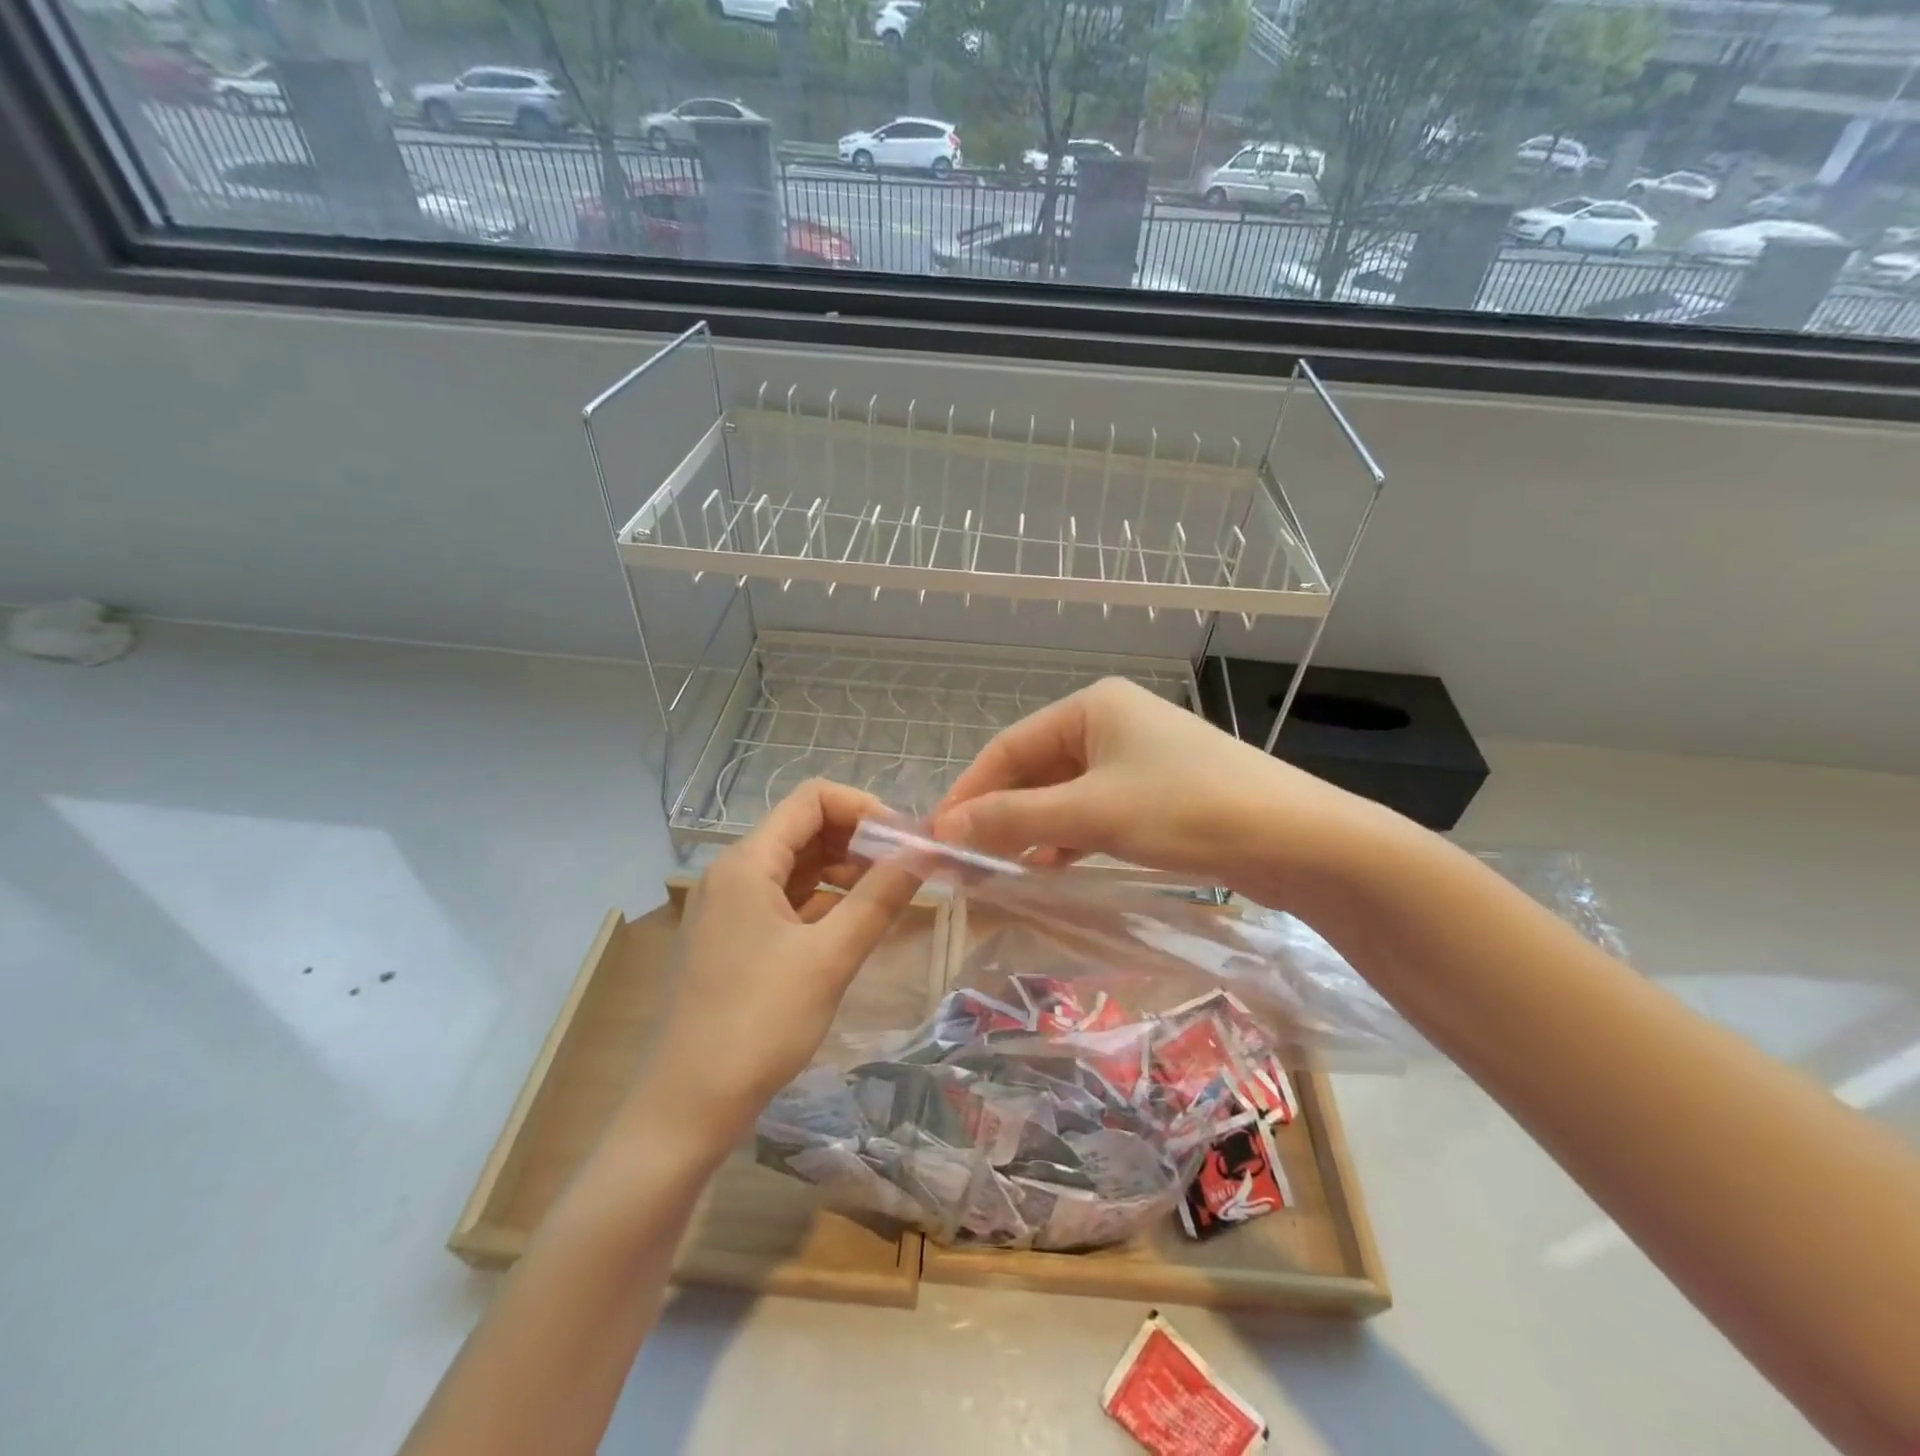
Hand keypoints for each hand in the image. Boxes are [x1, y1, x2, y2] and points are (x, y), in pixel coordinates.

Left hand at [636, 781, 920, 1151]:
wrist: (688, 1106)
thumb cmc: (759, 1024)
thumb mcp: (830, 958)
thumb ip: (880, 898)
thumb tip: (926, 852)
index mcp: (747, 863)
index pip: (812, 799)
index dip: (864, 808)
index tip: (906, 842)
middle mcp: (734, 872)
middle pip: (805, 829)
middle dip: (859, 840)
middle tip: (907, 869)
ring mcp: (732, 907)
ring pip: (798, 865)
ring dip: (845, 871)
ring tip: (890, 895)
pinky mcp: (736, 938)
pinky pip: (787, 900)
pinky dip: (824, 901)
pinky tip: (856, 922)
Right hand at [931, 677, 1398, 907]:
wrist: (1301, 840)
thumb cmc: (1190, 810)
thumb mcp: (1093, 814)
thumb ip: (1014, 819)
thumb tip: (943, 831)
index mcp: (1091, 706)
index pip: (1008, 747)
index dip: (969, 792)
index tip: (936, 837)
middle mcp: (1111, 722)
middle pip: (1034, 769)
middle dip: (998, 813)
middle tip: (963, 860)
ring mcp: (1137, 758)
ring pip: (1063, 792)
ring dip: (1030, 828)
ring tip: (998, 869)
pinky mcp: (1158, 792)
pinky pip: (1094, 810)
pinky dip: (1067, 836)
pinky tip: (1050, 866)